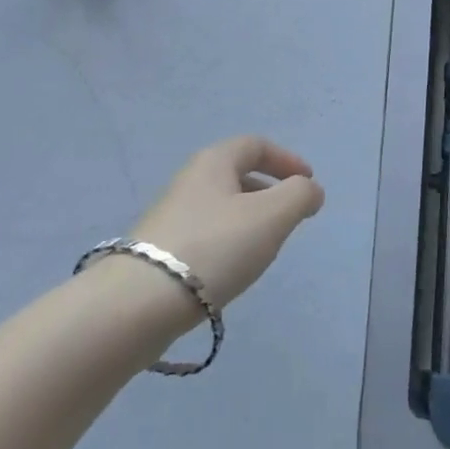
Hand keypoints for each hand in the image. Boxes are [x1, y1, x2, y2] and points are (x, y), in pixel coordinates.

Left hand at [124, 136, 324, 308]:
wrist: (139, 304)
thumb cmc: (215, 247)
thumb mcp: (272, 216)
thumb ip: (300, 196)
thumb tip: (310, 190)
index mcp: (214, 162)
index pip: (255, 145)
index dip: (286, 159)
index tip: (308, 182)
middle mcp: (189, 181)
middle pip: (236, 174)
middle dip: (269, 191)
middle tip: (291, 216)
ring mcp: (170, 216)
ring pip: (221, 207)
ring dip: (249, 219)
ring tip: (266, 247)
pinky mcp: (159, 251)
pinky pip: (205, 235)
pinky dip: (228, 242)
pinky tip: (233, 270)